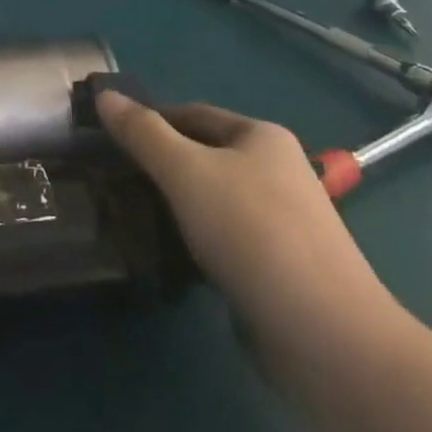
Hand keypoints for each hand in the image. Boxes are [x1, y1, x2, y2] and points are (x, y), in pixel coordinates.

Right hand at [94, 89, 401, 385]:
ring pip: (213, 201)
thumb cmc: (252, 233)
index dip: (150, 121)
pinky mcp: (281, 268)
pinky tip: (170, 259)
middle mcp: (277, 171)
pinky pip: (226, 240)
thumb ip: (142, 133)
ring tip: (132, 219)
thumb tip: (104, 95)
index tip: (109, 140)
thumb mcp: (185, 171)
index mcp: (261, 136)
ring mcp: (284, 222)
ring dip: (177, 207)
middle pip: (204, 156)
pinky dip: (197, 243)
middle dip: (160, 167)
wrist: (327, 337)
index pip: (192, 113)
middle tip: (113, 181)